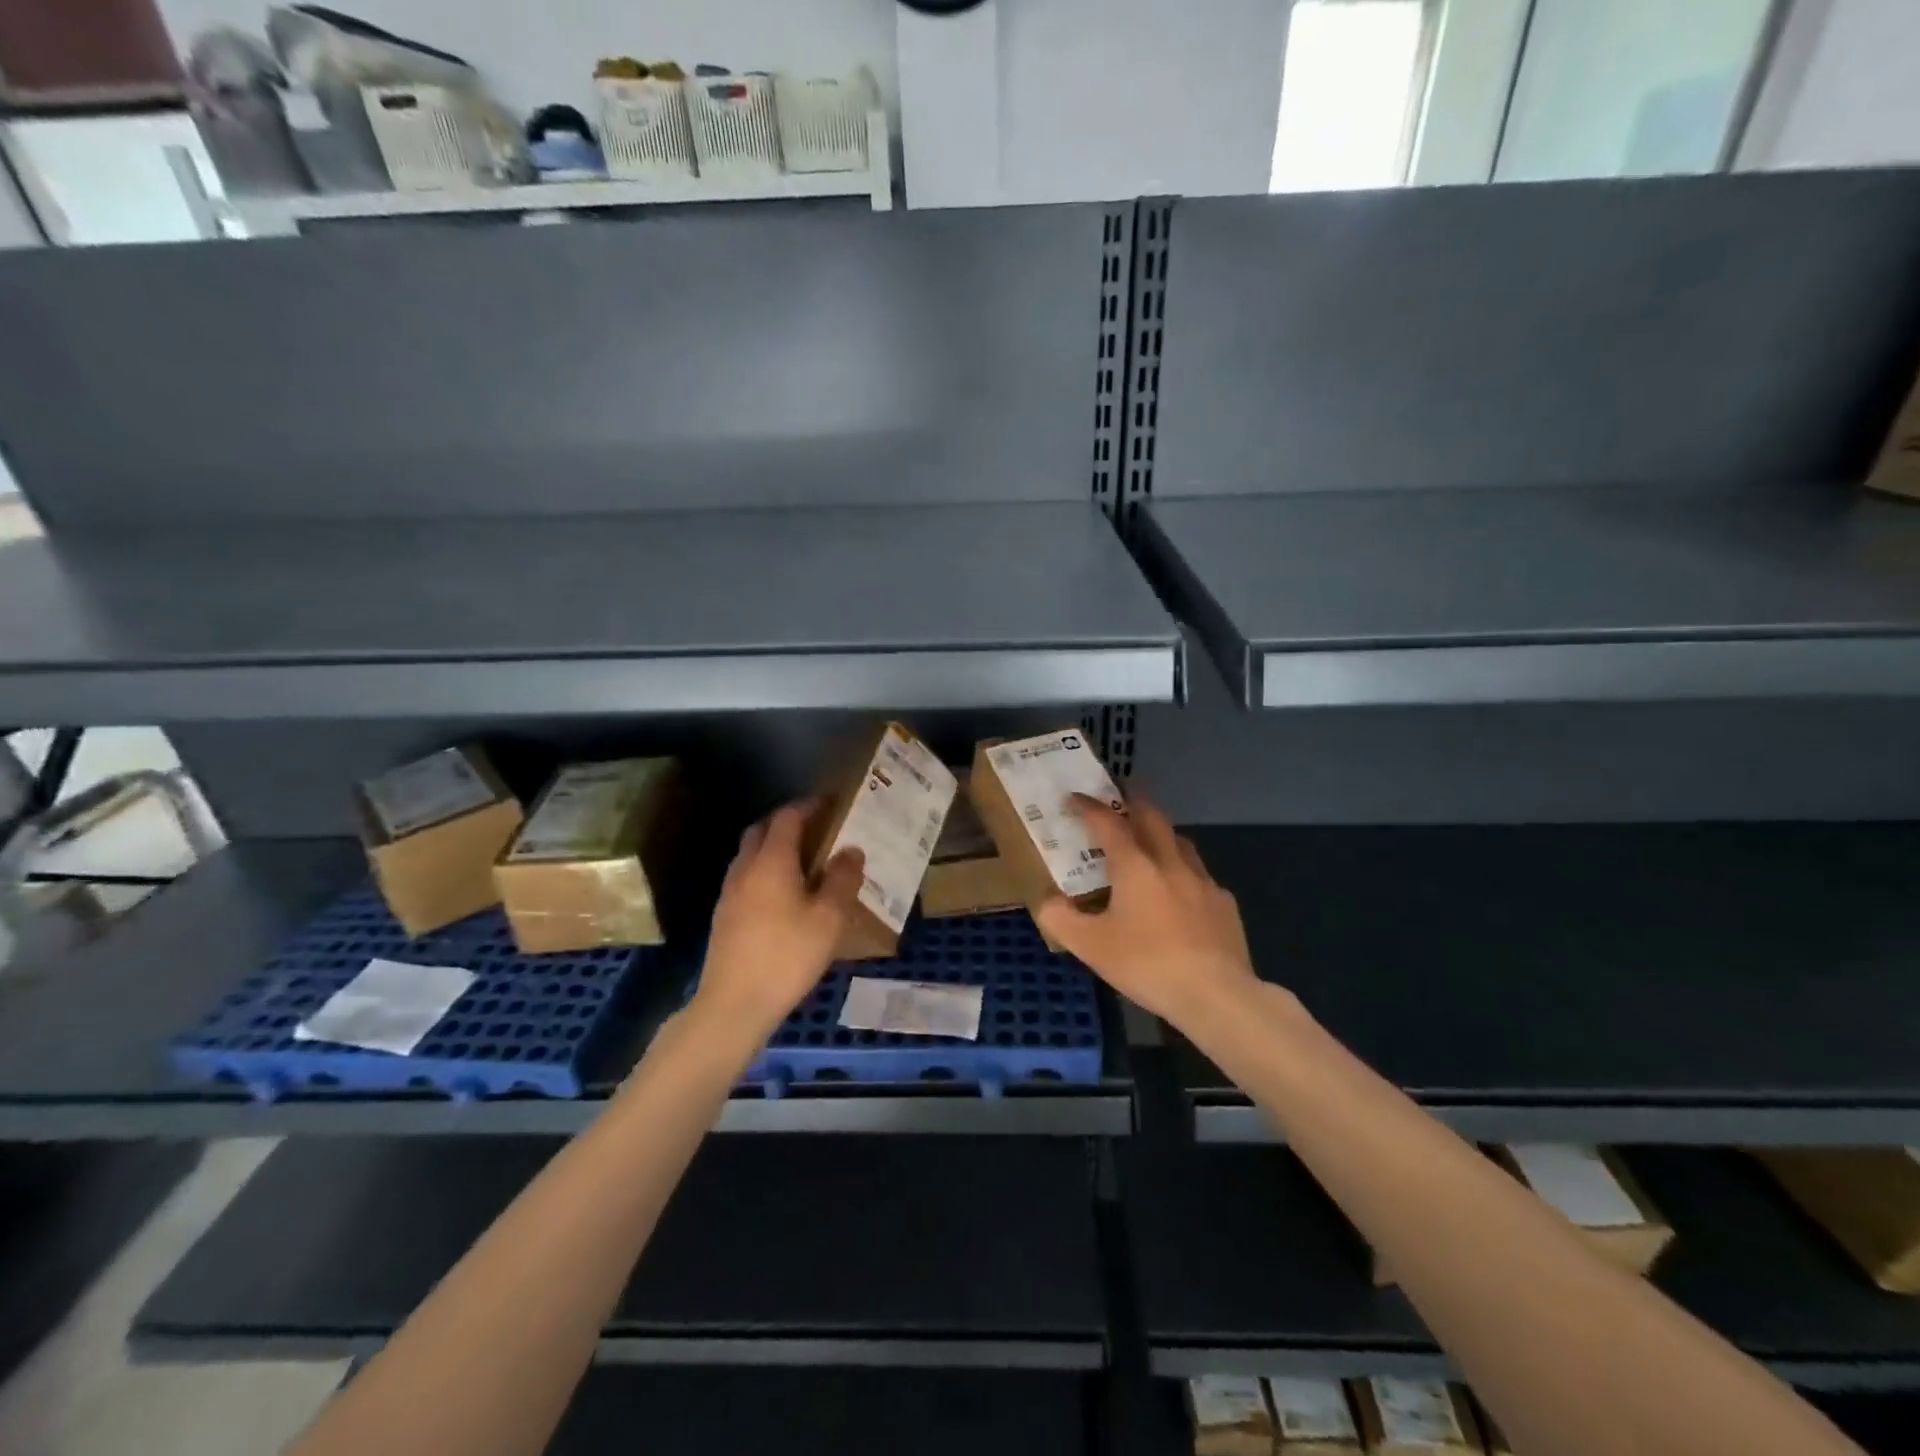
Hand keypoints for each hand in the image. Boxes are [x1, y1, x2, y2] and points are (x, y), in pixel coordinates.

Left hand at [694, 801, 863, 1035]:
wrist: (734, 1004)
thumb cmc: (787, 955)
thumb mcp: (830, 918)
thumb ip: (843, 879)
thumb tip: (851, 850)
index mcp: (772, 861)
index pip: (788, 817)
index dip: (809, 806)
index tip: (830, 803)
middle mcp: (746, 868)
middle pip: (762, 830)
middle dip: (788, 823)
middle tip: (817, 830)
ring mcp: (730, 893)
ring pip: (751, 855)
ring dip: (774, 848)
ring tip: (804, 863)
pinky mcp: (724, 917)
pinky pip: (746, 878)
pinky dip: (765, 872)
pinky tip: (784, 897)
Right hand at [1035, 794, 1257, 1029]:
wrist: (1216, 994)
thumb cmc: (1147, 964)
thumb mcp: (1091, 947)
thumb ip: (1062, 921)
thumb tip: (1047, 903)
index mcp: (1135, 866)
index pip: (1108, 823)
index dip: (1089, 807)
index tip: (1074, 797)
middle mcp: (1170, 863)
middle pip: (1152, 818)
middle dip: (1134, 803)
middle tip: (1121, 798)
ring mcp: (1203, 882)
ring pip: (1181, 843)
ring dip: (1162, 834)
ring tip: (1151, 841)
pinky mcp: (1224, 904)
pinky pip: (1200, 877)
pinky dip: (1184, 873)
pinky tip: (1181, 894)